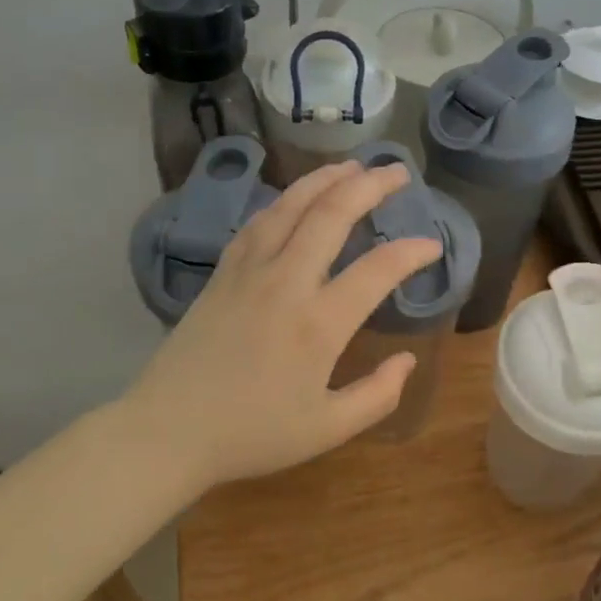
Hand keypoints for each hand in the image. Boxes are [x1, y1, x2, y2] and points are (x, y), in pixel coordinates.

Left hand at [121, 158, 441, 488]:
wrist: (168, 431)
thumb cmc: (251, 434)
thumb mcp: (326, 430)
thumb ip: (377, 396)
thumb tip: (408, 360)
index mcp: (318, 324)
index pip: (377, 270)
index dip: (411, 252)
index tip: (432, 245)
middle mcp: (286, 283)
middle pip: (332, 215)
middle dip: (370, 186)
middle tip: (397, 172)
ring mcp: (249, 272)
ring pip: (291, 207)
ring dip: (325, 179)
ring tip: (352, 166)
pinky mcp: (223, 273)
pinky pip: (259, 223)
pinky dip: (284, 200)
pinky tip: (296, 196)